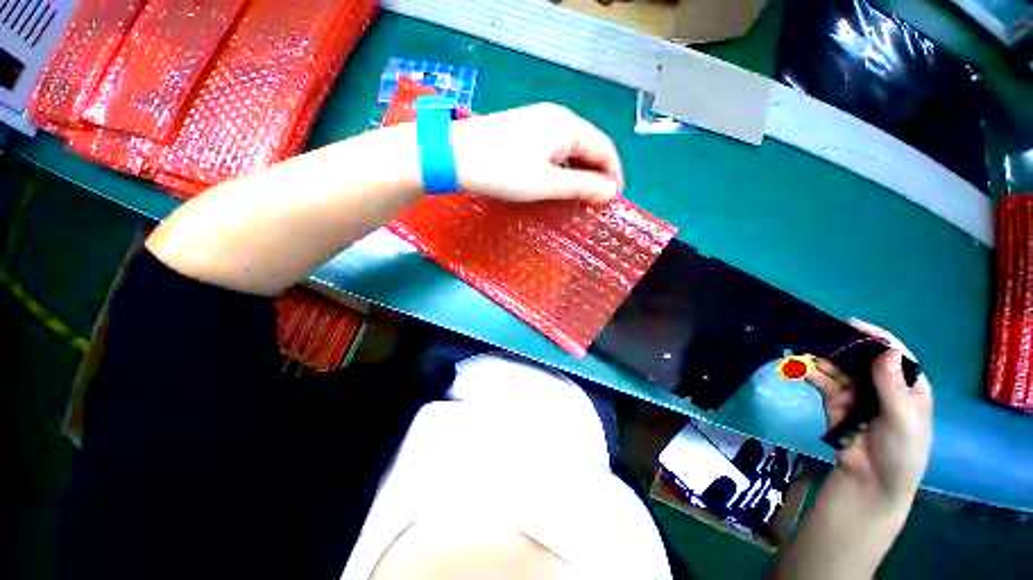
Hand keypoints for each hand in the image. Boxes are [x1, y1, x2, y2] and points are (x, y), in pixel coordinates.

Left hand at [449, 103, 623, 203]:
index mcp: (569, 126)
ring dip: (578, 173)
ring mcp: (538, 121)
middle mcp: (558, 117)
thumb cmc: (503, 171)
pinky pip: (554, 149)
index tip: (612, 202)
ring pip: (571, 149)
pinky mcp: (524, 130)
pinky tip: (556, 183)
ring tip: (577, 198)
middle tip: (594, 203)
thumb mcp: (547, 184)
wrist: (453, 155)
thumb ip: (582, 187)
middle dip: (596, 176)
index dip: (613, 176)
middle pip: (589, 147)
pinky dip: (561, 168)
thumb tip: (611, 192)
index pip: (605, 149)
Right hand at [807, 320, 933, 509]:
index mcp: (907, 385)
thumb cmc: (900, 451)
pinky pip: (823, 382)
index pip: (894, 355)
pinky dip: (810, 373)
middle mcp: (881, 385)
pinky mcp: (834, 401)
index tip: (852, 324)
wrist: (871, 481)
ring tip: (801, 349)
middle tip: (818, 333)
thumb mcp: (903, 421)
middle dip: (841, 346)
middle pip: (861, 358)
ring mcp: (856, 393)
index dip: (876, 337)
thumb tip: (886, 351)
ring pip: (838, 368)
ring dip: (820, 358)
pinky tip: (798, 367)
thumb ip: (893, 388)